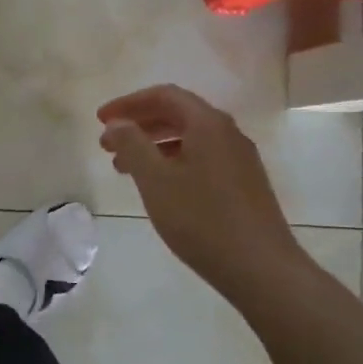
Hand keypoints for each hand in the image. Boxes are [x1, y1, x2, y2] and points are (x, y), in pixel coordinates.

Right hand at [97, 85, 310, 298]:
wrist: (261, 268)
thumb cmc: (202, 219)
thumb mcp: (156, 180)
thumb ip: (132, 145)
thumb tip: (117, 123)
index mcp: (208, 124)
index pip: (164, 95)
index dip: (129, 103)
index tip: (101, 120)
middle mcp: (228, 133)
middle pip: (178, 113)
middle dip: (139, 124)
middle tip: (107, 144)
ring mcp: (239, 159)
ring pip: (189, 138)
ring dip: (154, 145)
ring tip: (125, 168)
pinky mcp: (243, 183)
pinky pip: (201, 157)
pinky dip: (173, 161)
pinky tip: (159, 186)